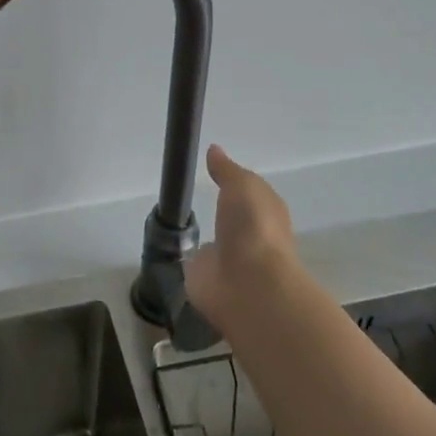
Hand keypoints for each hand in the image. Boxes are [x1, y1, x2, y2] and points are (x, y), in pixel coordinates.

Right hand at [185, 145, 296, 323]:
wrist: (248, 286)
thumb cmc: (253, 228)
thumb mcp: (243, 185)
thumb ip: (227, 170)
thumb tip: (214, 150)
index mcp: (266, 214)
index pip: (250, 196)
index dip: (235, 184)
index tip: (211, 170)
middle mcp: (250, 238)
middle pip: (233, 221)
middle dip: (220, 214)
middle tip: (189, 195)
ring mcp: (229, 262)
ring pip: (214, 245)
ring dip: (202, 238)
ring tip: (175, 220)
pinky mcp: (206, 281)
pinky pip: (193, 265)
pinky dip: (184, 258)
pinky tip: (168, 247)